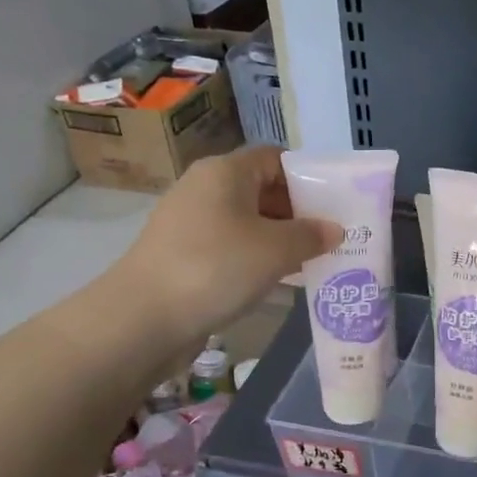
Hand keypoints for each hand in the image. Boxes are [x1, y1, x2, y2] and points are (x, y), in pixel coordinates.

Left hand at [117, 146, 339, 341]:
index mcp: (226, 171)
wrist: (142, 318)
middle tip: (330, 238)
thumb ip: (311, 235)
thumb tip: (334, 229)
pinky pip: (232, 246)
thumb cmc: (216, 268)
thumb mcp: (276, 250)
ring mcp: (191, 222)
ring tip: (312, 261)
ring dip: (280, 239)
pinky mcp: (184, 253)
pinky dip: (257, 258)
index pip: (276, 158)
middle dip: (298, 212)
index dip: (308, 177)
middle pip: (263, 189)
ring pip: (248, 221)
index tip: (334, 205)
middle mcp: (205, 187)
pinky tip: (279, 280)